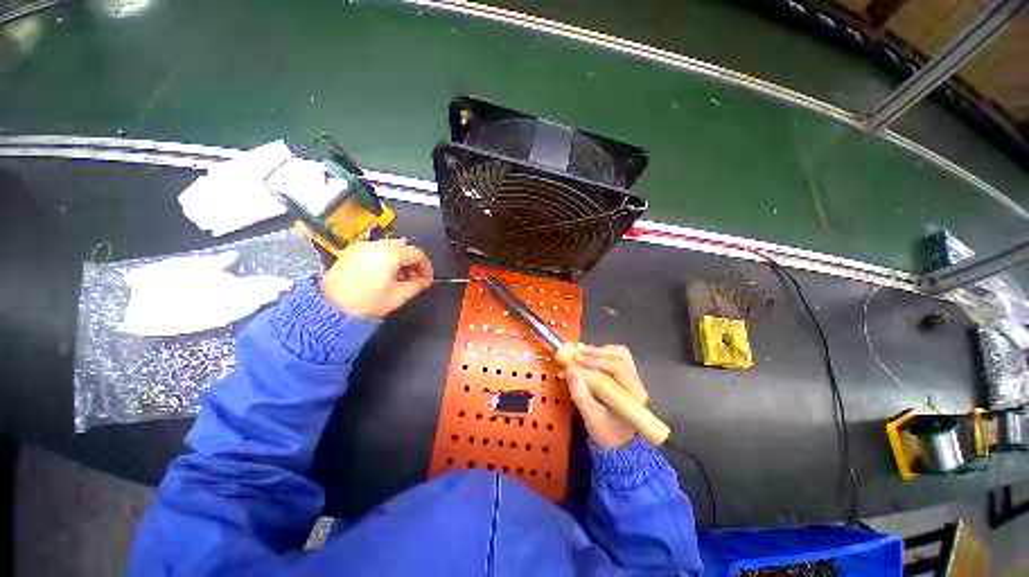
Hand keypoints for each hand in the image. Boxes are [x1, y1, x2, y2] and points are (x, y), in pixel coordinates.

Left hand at [319, 239, 433, 317]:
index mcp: (390, 253)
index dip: (426, 267)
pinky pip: (375, 251)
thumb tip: (424, 282)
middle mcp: (375, 245)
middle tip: (414, 280)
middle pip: (403, 248)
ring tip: (398, 281)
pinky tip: (383, 277)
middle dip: (412, 263)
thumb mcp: (398, 296)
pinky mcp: (350, 253)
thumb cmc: (366, 302)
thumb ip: (416, 286)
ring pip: (389, 248)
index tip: (427, 280)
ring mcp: (361, 247)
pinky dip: (385, 260)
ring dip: (399, 262)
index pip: (417, 254)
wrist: (329, 308)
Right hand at [562, 344, 648, 448]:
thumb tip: (569, 368)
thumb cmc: (606, 433)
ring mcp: (631, 378)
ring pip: (618, 354)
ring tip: (579, 353)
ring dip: (597, 351)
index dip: (594, 361)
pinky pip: (614, 358)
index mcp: (633, 394)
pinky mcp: (624, 377)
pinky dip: (599, 354)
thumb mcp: (590, 416)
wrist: (617, 444)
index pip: (617, 368)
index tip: (574, 360)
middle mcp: (636, 382)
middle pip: (620, 356)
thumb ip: (580, 393)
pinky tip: (586, 358)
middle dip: (596, 353)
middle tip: (576, 354)